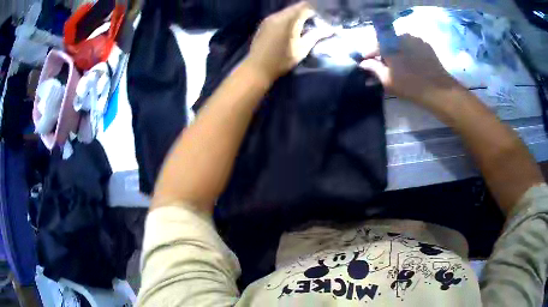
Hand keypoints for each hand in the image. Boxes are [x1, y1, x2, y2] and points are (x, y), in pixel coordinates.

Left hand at [245, 1, 330, 82]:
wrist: (257, 68)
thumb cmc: (282, 60)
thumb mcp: (302, 49)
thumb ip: (316, 36)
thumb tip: (331, 29)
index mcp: (289, 19)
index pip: (306, 6)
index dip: (317, 9)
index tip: (324, 15)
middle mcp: (278, 15)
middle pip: (296, 7)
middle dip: (308, 11)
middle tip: (318, 19)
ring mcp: (269, 18)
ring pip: (288, 11)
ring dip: (298, 15)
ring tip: (307, 24)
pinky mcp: (264, 23)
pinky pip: (280, 16)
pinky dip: (289, 18)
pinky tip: (293, 27)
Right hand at [360, 34, 462, 107]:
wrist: (439, 90)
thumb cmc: (410, 85)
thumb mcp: (387, 79)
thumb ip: (373, 68)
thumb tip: (363, 62)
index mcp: (390, 43)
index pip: (374, 45)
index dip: (369, 54)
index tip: (365, 62)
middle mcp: (401, 36)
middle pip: (388, 43)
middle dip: (383, 53)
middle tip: (383, 66)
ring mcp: (416, 39)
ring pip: (400, 44)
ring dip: (396, 52)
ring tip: (397, 66)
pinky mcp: (426, 46)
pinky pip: (412, 47)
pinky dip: (408, 53)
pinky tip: (410, 64)